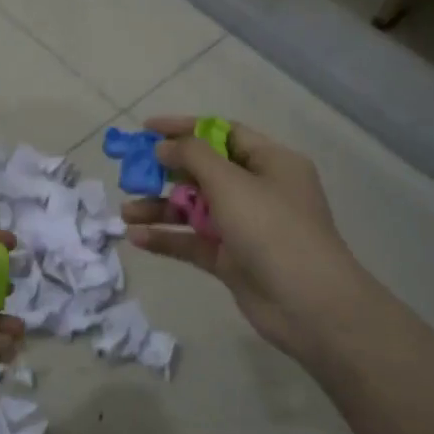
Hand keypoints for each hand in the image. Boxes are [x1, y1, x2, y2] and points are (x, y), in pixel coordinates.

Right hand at [123, 116, 368, 360]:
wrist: (308, 304)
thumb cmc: (272, 229)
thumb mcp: (231, 182)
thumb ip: (192, 156)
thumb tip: (164, 146)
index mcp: (271, 162)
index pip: (222, 134)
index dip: (184, 128)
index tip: (146, 129)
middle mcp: (259, 190)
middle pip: (204, 172)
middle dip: (166, 172)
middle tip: (130, 173)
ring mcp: (245, 227)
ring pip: (194, 209)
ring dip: (160, 208)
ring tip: (125, 213)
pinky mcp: (232, 260)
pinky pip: (193, 242)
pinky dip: (168, 237)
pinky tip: (137, 238)